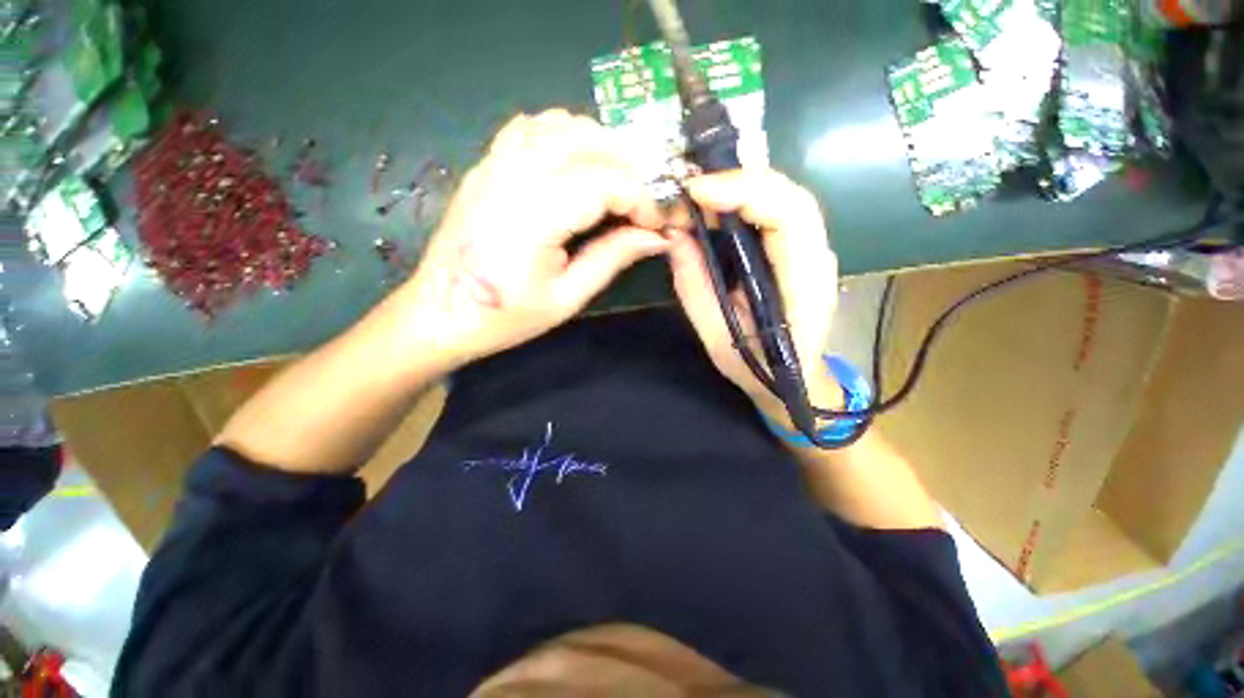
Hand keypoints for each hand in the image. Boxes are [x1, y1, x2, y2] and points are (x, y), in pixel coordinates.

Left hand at [398, 110, 668, 367]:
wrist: (441, 313)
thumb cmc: (506, 316)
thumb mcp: (567, 297)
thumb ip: (612, 258)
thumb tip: (655, 237)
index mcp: (536, 216)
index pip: (606, 183)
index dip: (641, 199)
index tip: (655, 224)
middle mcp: (515, 176)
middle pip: (588, 141)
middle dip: (628, 166)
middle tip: (641, 203)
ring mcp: (495, 163)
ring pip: (561, 124)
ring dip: (599, 145)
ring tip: (616, 182)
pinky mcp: (485, 165)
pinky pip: (530, 127)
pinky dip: (563, 135)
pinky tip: (575, 165)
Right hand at [667, 168, 841, 423]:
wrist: (796, 382)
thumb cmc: (758, 368)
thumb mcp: (716, 337)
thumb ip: (694, 287)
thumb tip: (674, 235)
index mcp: (804, 286)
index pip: (789, 216)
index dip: (743, 192)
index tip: (696, 193)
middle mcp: (818, 259)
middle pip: (790, 196)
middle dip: (738, 182)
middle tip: (691, 192)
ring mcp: (814, 252)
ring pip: (785, 199)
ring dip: (740, 190)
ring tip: (698, 199)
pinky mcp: (800, 252)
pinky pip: (777, 213)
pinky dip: (745, 203)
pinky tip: (717, 210)